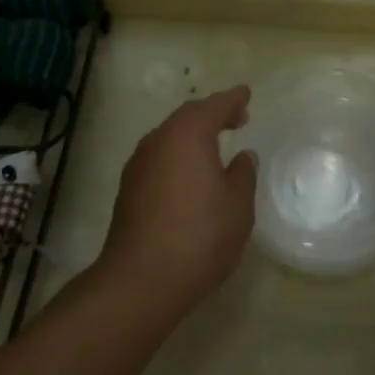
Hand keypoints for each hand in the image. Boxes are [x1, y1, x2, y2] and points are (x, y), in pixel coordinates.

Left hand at [97, 85, 256, 321]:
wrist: (140, 280)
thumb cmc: (199, 236)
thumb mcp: (237, 206)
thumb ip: (243, 174)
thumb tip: (242, 157)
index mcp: (188, 134)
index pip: (214, 106)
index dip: (233, 100)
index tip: (246, 94)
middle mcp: (159, 139)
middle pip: (188, 117)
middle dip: (212, 114)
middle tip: (235, 118)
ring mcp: (139, 163)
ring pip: (170, 137)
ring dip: (192, 136)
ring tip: (214, 146)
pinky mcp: (128, 188)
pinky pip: (160, 157)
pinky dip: (178, 155)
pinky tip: (190, 174)